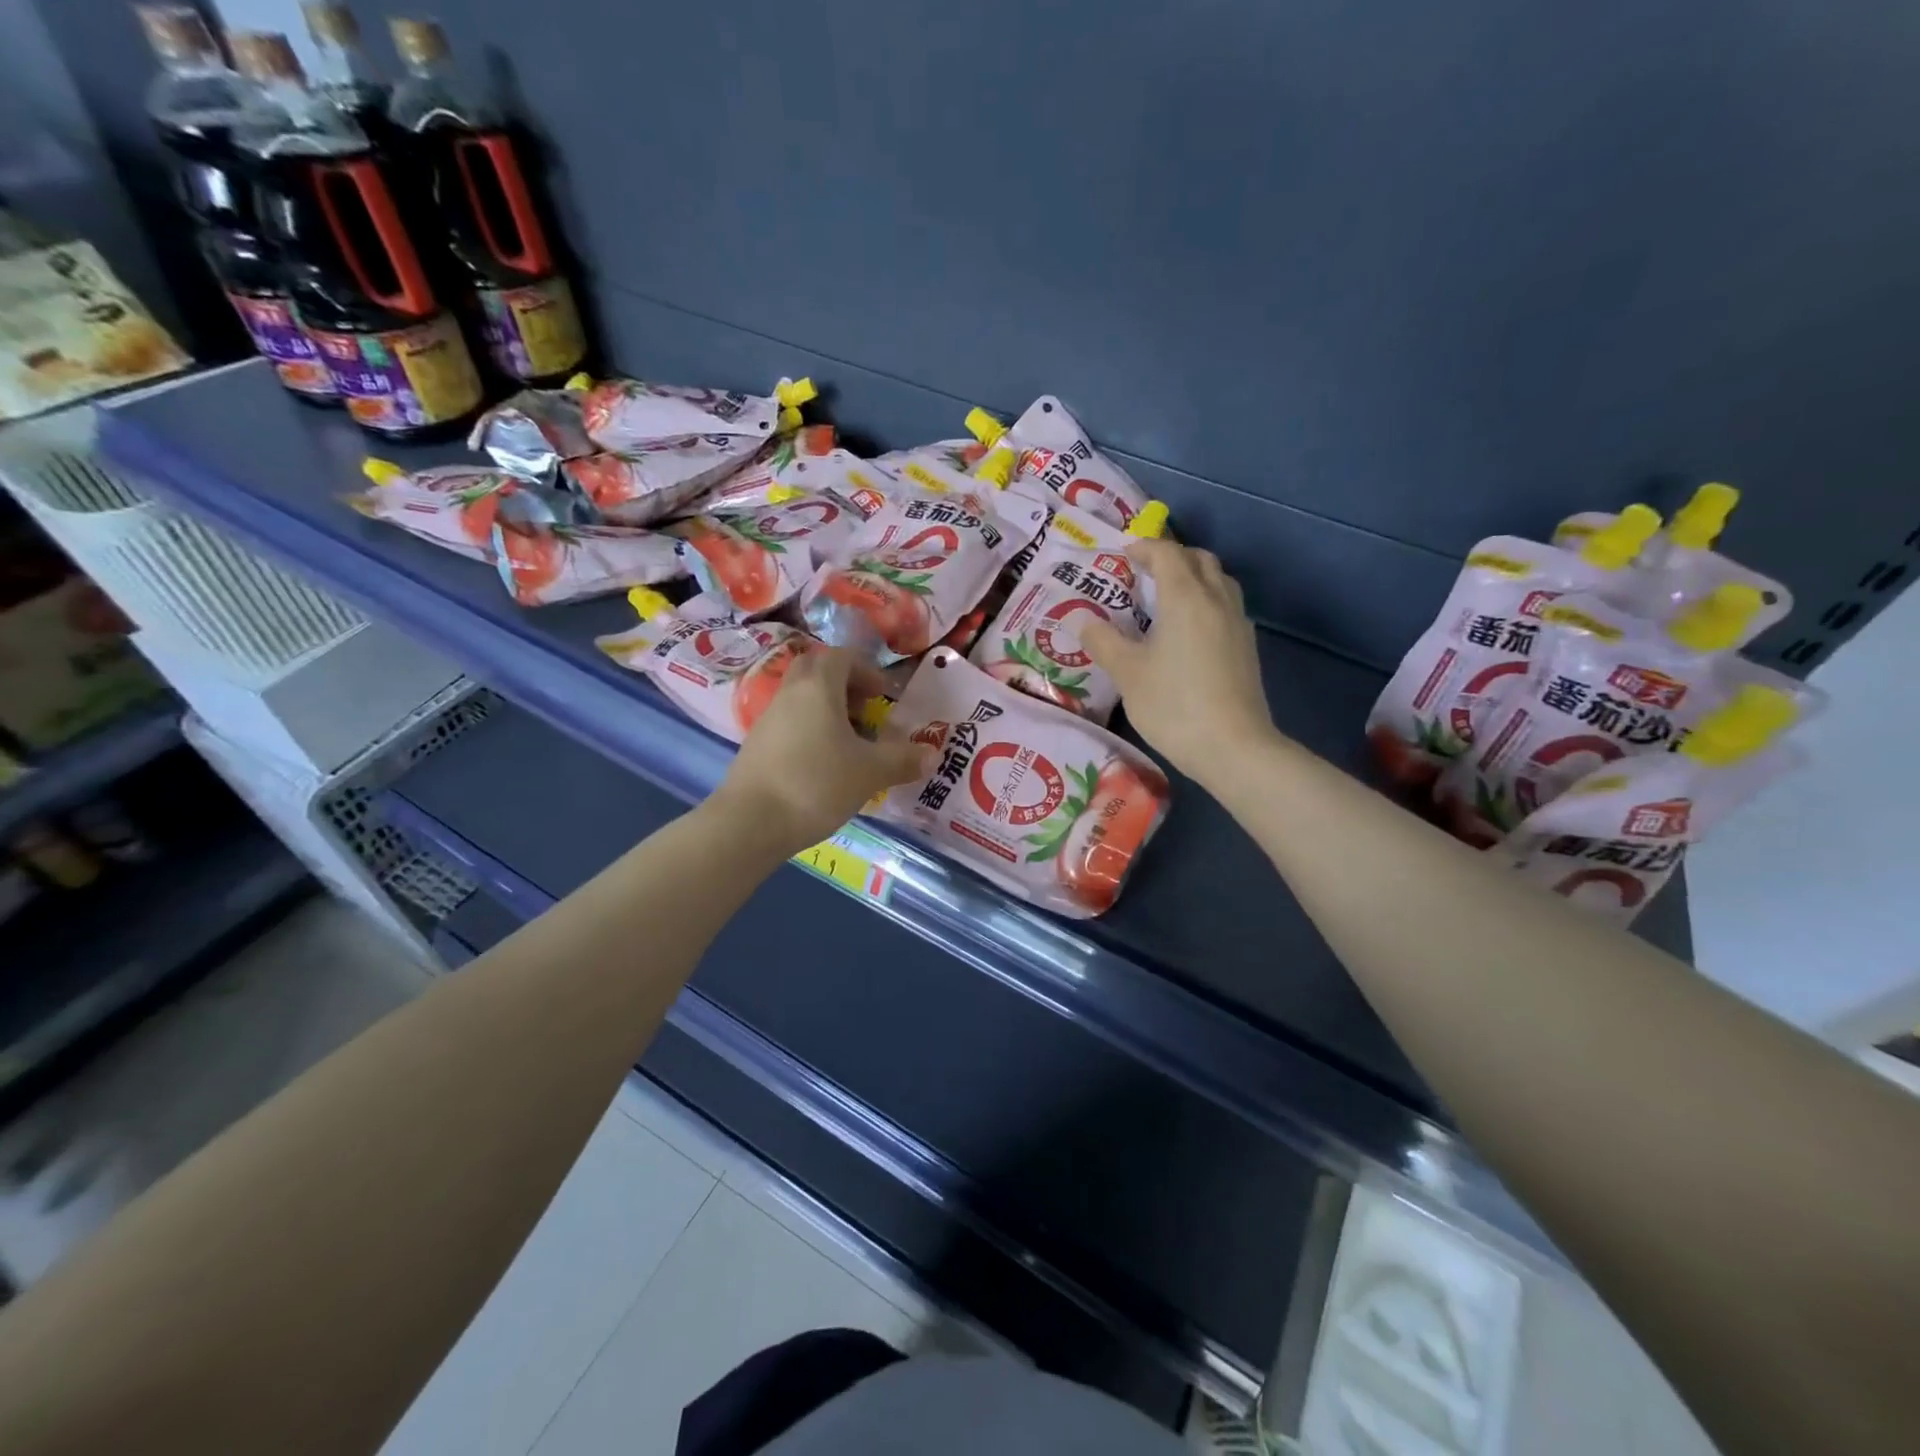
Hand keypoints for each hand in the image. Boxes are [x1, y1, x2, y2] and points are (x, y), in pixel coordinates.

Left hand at [715, 647, 932, 852]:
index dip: (867, 670)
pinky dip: (811, 732)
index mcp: (818, 687)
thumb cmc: (816, 784)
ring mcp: (768, 719)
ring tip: (850, 744)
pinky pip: (790, 724)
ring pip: (802, 699)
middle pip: (817, 671)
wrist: (750, 823)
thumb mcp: (870, 772)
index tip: (884, 695)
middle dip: (845, 685)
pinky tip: (824, 766)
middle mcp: (789, 693)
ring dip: (828, 711)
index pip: (842, 656)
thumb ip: (903, 759)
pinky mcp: (756, 746)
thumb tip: (931, 754)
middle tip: (866, 712)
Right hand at [1081, 538, 1277, 789]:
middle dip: (1172, 557)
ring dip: (1194, 576)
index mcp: (1185, 597)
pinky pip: (1227, 605)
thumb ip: (1103, 642)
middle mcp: (1216, 599)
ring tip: (1167, 597)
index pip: (1167, 554)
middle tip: (1144, 573)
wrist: (1233, 746)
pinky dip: (1207, 600)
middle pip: (1199, 559)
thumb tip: (1081, 620)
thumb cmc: (1173, 706)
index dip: (1144, 548)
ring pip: (1219, 580)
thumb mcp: (1128, 674)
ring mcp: (1237, 622)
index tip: (1123, 555)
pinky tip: (1190, 629)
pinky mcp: (1247, 646)